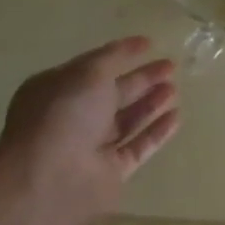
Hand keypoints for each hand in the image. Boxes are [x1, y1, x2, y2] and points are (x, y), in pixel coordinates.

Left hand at [0, 36, 180, 224]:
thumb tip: (140, 43)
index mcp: (59, 91)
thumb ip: (115, 55)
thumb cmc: (63, 116)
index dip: (121, 55)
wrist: (47, 181)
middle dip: (142, 79)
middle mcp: (73, 118)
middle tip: (171, 66)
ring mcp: (91, 147)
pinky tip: (176, 116)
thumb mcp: (89, 72)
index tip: (150, 45)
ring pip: (127, 120)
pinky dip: (157, 132)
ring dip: (151, 103)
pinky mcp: (111, 172)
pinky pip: (139, 147)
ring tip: (175, 89)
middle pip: (114, 94)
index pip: (94, 69)